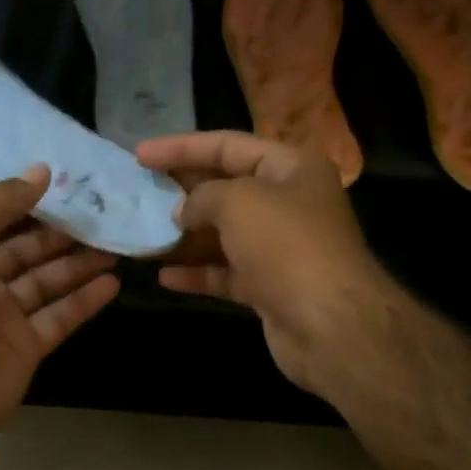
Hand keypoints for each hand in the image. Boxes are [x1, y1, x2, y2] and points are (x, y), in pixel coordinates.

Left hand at [0, 166, 118, 462]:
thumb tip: (41, 172)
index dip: (32, 202)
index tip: (70, 183)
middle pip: (28, 250)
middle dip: (62, 232)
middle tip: (104, 212)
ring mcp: (5, 317)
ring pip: (49, 281)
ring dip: (80, 262)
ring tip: (116, 242)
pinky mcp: (27, 348)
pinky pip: (61, 317)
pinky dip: (86, 300)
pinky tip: (113, 281)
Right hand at [136, 131, 392, 396]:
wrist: (331, 324)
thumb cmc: (285, 245)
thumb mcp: (237, 202)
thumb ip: (202, 196)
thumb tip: (184, 212)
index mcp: (291, 167)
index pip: (228, 145)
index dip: (181, 147)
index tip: (139, 154)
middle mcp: (289, 202)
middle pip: (226, 186)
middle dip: (183, 188)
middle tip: (139, 188)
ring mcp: (281, 247)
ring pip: (224, 232)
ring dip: (186, 234)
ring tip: (144, 230)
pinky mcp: (271, 286)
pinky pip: (226, 271)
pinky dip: (197, 272)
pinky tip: (164, 276)